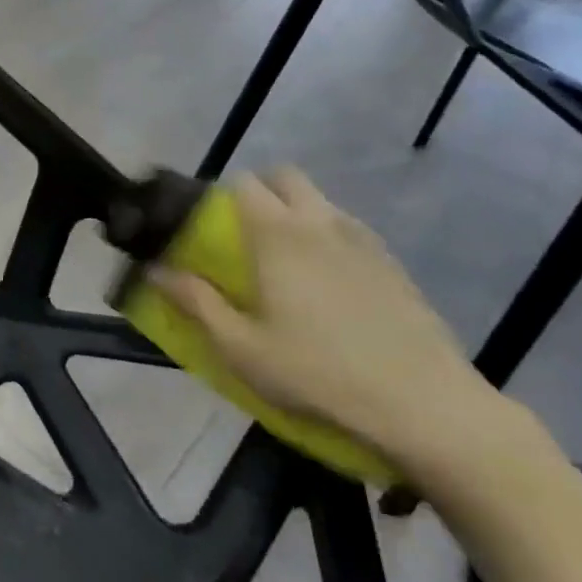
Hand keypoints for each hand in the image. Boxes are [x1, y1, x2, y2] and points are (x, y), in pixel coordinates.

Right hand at [150, 168, 504, 474]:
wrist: (425, 405)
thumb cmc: (318, 374)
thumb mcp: (241, 348)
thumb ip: (195, 302)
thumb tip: (155, 269)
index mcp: (278, 234)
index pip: (241, 184)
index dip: (218, 198)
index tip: (207, 228)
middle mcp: (320, 222)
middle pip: (284, 176)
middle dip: (260, 191)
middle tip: (246, 235)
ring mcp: (362, 239)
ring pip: (319, 201)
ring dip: (296, 212)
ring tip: (287, 262)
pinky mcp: (392, 263)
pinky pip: (349, 229)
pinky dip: (328, 237)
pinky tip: (329, 284)